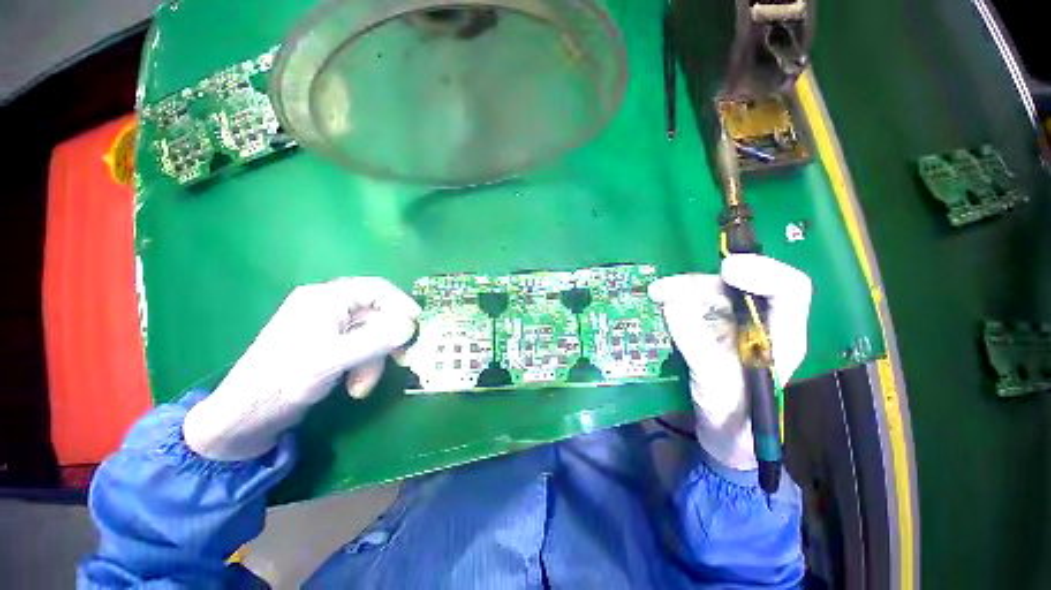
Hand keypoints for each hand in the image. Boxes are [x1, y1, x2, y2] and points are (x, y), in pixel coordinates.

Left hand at [183, 277, 420, 460]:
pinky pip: (360, 348)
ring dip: (374, 361)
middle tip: (400, 359)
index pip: (376, 289)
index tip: (418, 324)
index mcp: (326, 298)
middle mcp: (329, 306)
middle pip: (376, 314)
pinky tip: (354, 387)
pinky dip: (364, 366)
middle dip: (386, 342)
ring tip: (362, 387)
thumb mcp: (333, 359)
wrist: (245, 417)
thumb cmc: (284, 380)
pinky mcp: (328, 346)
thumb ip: (376, 340)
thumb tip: (411, 325)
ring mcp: (328, 327)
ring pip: (371, 335)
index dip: (402, 303)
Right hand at [649, 254, 811, 470]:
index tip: (726, 270)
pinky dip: (676, 299)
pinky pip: (695, 303)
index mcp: (782, 336)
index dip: (763, 272)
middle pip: (736, 286)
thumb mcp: (713, 380)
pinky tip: (660, 303)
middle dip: (698, 284)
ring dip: (681, 290)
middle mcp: (762, 322)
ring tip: (655, 295)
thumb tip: (671, 302)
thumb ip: (695, 341)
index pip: (789, 290)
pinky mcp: (713, 325)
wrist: (721, 430)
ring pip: (711, 291)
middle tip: (661, 290)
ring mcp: (736, 322)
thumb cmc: (730, 413)